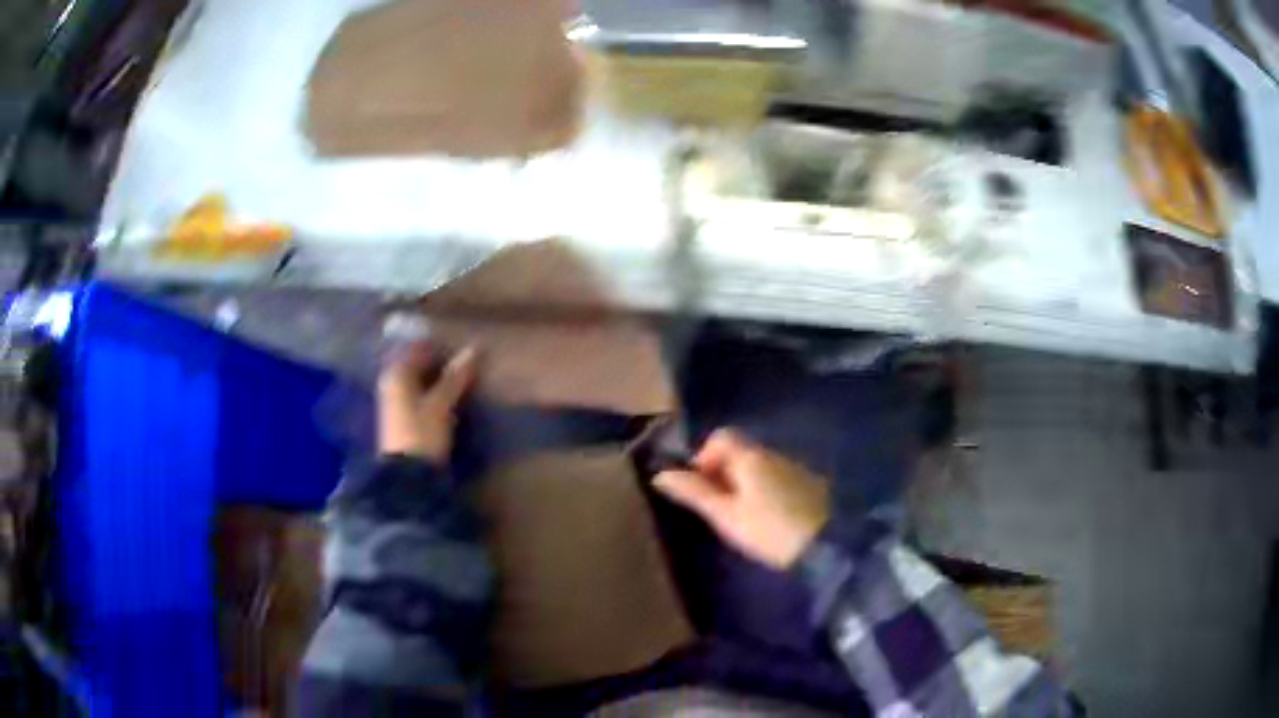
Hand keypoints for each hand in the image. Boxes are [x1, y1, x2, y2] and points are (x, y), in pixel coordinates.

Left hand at [377, 344, 476, 462]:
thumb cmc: (422, 433)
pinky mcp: (403, 420)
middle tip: (468, 364)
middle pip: (418, 365)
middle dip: (440, 363)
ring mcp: (396, 402)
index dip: (440, 346)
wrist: (407, 477)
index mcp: (396, 373)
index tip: (463, 348)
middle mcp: (392, 383)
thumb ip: (456, 377)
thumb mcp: (441, 404)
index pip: (418, 348)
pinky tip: (452, 400)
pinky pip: (421, 397)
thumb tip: (474, 349)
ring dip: (439, 381)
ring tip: (465, 381)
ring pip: (420, 382)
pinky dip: (435, 395)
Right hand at [654, 429, 830, 569]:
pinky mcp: (810, 484)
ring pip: (760, 466)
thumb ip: (695, 493)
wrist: (825, 544)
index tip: (701, 488)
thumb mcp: (726, 515)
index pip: (721, 437)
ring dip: (745, 484)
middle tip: (719, 508)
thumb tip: (660, 474)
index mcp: (751, 456)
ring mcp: (795, 468)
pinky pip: (778, 478)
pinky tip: (769, 518)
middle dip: (724, 474)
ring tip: (742, 517)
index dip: (704, 457)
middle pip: (740, 451)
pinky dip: (766, 490)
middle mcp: (773, 454)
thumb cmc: (768, 529)